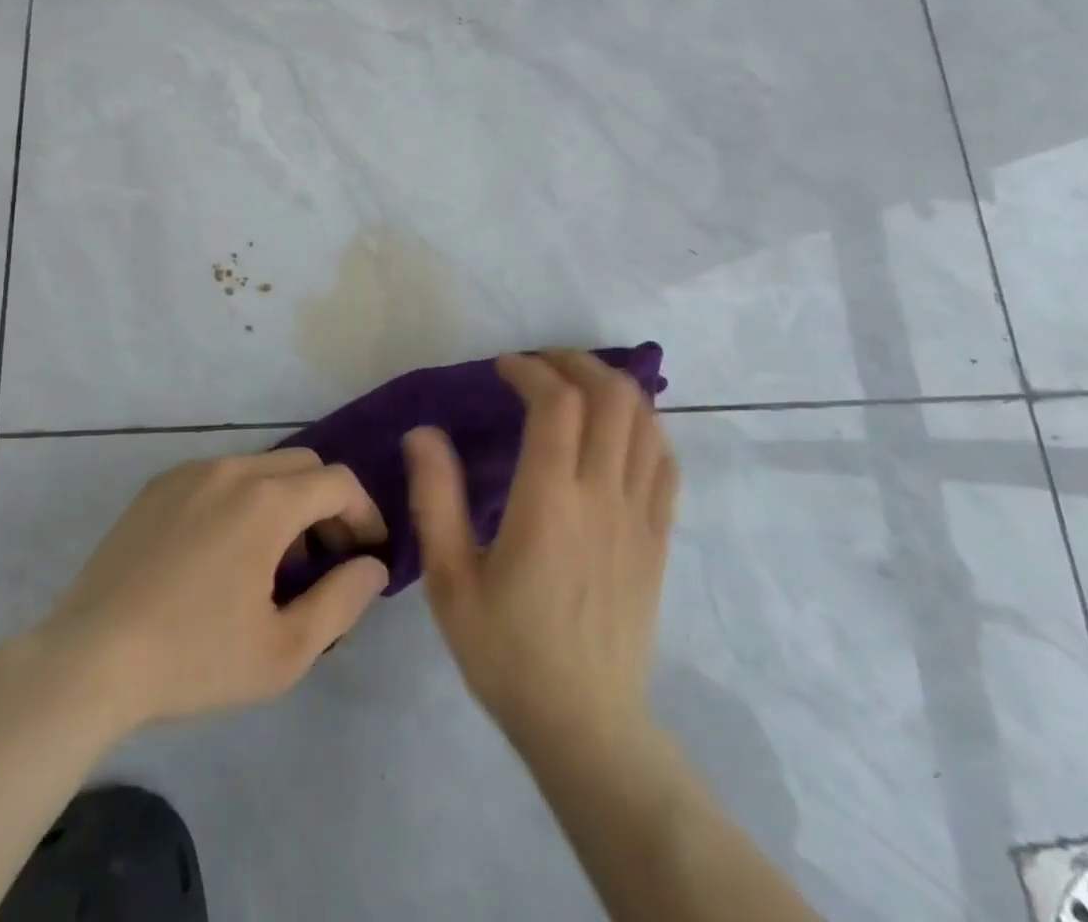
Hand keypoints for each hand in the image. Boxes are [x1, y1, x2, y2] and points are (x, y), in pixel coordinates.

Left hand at [37, 449, 389, 732]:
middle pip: (303, 465)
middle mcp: (232, 469)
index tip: (367, 553)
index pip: (339, 482)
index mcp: (267, 501)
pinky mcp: (158, 486)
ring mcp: (190, 472)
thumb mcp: (284, 650)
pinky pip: (219, 476)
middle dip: (327, 503)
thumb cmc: (194, 658)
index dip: (364, 513)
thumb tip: (372, 567)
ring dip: (284, 501)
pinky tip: (223, 552)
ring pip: (260, 467)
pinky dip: (242, 499)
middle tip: (324, 557)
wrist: (89, 660)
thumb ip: (342, 601)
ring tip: (273, 560)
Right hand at [405, 350, 678, 751]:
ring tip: (578, 386)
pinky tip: (620, 429)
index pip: (556, 404)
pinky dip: (645, 427)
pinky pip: (665, 462)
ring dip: (613, 387)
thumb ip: (435, 498)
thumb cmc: (507, 650)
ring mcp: (640, 516)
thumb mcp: (451, 579)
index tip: (503, 368)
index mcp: (549, 502)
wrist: (584, 724)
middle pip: (611, 397)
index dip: (530, 370)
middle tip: (541, 364)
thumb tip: (422, 433)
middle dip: (576, 363)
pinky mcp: (659, 538)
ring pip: (645, 422)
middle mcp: (603, 496)